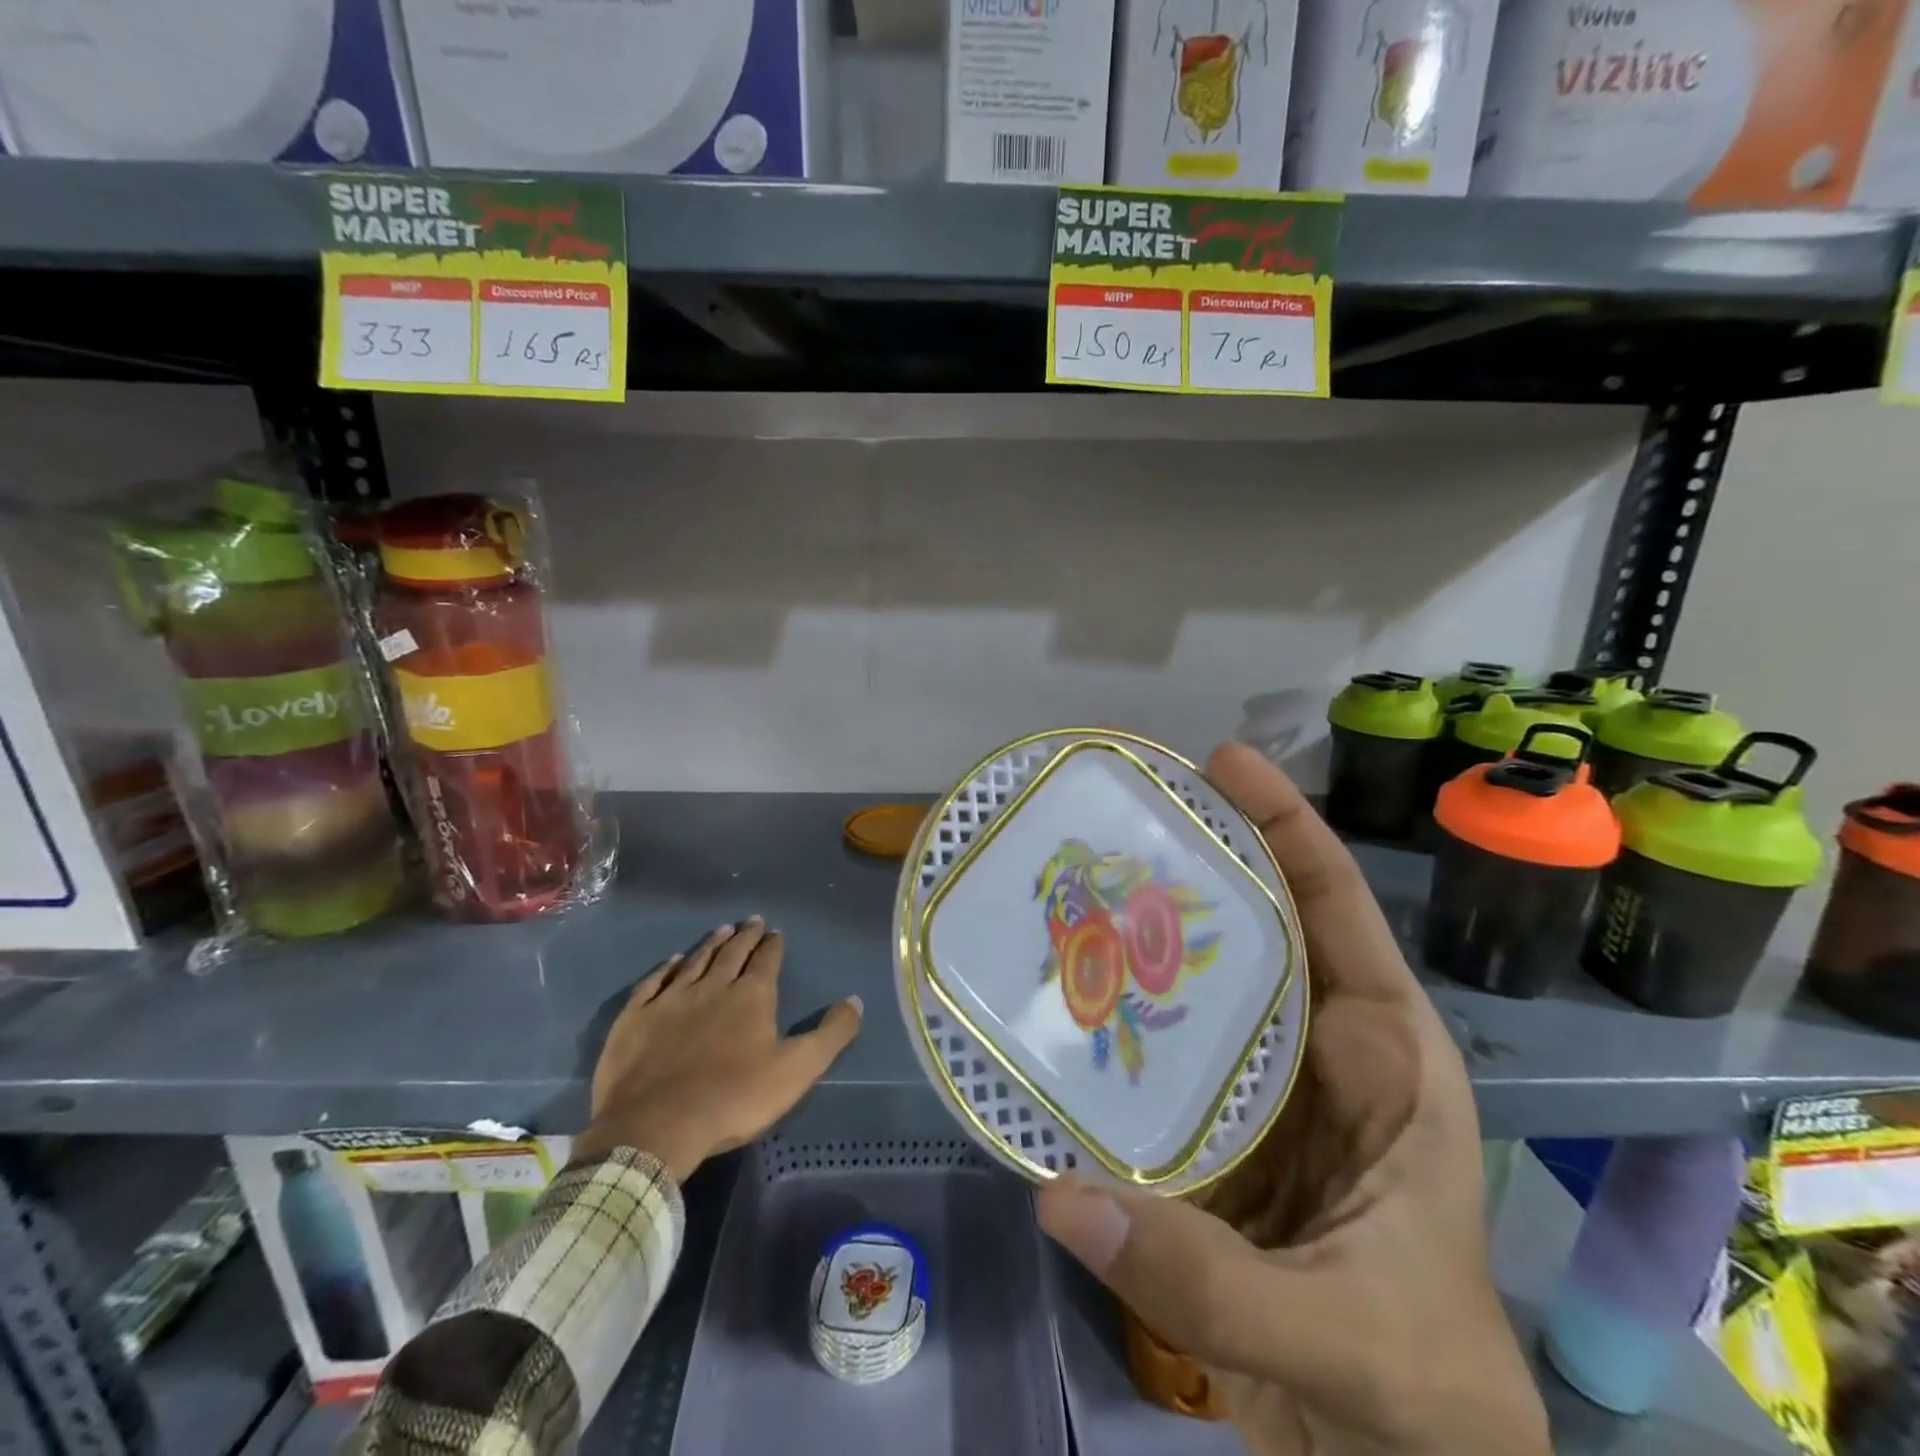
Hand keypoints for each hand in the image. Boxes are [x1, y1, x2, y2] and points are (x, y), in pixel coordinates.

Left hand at [573, 918, 862, 1182]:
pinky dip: (665, 969)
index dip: (773, 945)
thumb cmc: (734, 1098)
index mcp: (752, 997)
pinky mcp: (636, 1018)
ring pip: (695, 962)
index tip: (776, 932)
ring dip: (710, 945)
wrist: (656, 1125)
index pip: (766, 961)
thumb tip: (856, 1000)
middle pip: (732, 954)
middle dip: (745, 936)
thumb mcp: (797, 1070)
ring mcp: (670, 1000)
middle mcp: (713, 987)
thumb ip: (831, 1034)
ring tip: (721, 930)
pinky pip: (653, 983)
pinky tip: (671, 961)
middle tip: (752, 920)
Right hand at [1037, 745, 1548, 1455]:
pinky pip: (1162, 1052)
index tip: (1222, 762)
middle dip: (1196, 862)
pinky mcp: (1216, 1131)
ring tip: (1074, 888)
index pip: (1336, 911)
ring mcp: (1262, 1089)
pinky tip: (1064, 999)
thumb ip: (1203, 1276)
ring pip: (1201, 984)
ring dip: (1145, 938)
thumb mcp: (1340, 1338)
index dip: (1285, 826)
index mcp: (1386, 1058)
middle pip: (1256, 928)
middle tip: (1117, 815)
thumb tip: (1059, 1194)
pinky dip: (1119, 1019)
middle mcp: (1321, 1051)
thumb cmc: (1426, 1403)